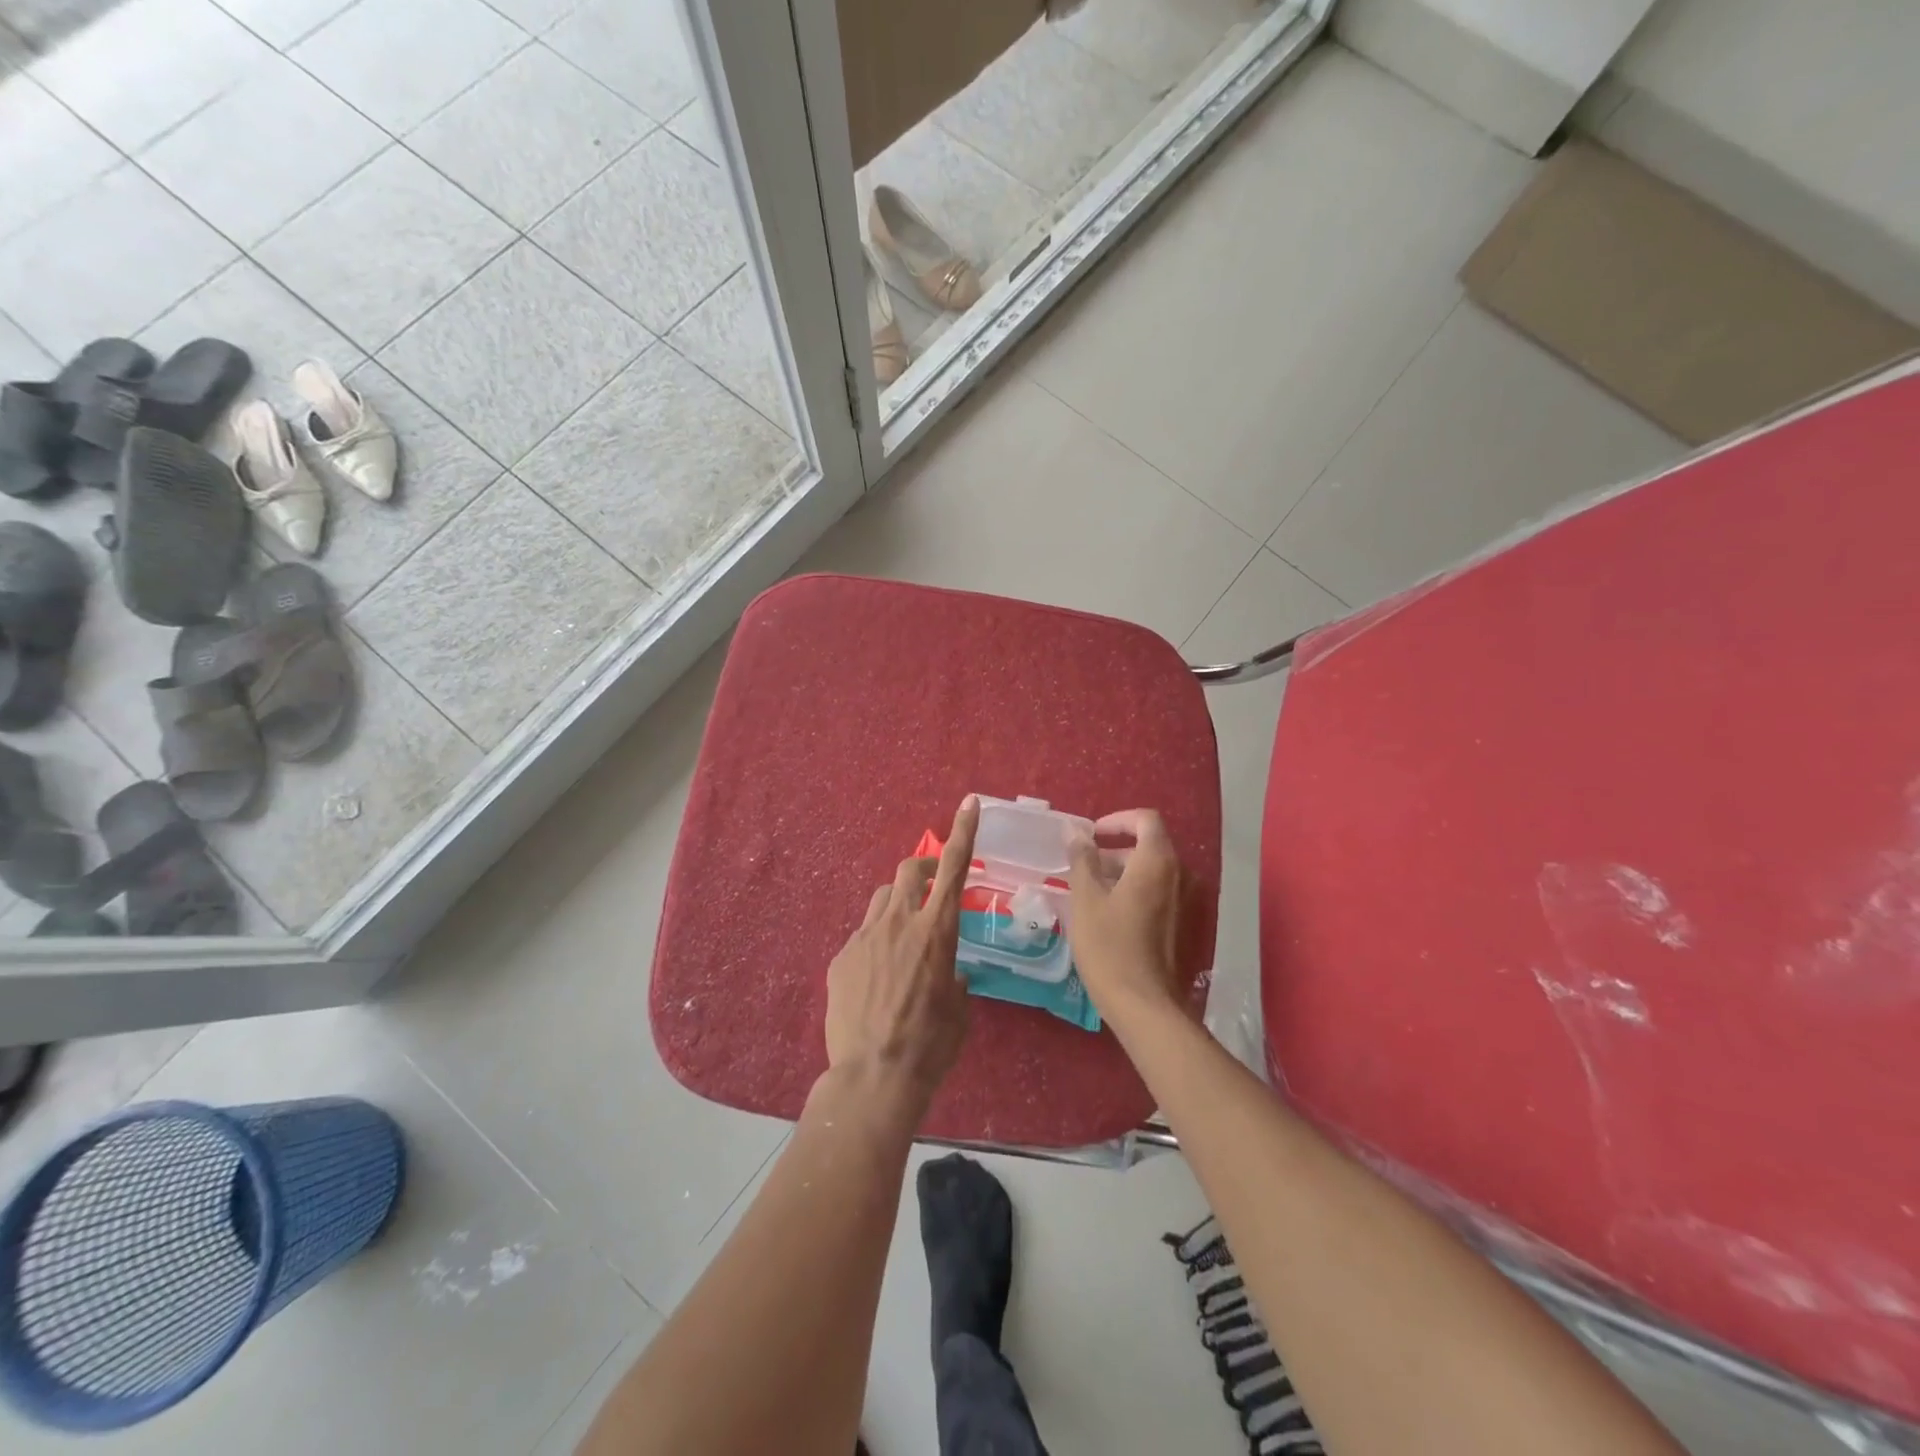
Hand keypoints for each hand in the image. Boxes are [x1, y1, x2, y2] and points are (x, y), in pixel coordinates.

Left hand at [824, 796, 980, 1109]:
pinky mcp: (841, 957)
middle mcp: (899, 923)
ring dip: (896, 905)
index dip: (964, 832)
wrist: (873, 1076)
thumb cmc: (930, 1045)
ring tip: (901, 937)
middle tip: (929, 885)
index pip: (953, 869)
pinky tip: (875, 980)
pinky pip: (862, 936)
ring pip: (881, 899)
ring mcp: (865, 937)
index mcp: (937, 931)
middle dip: (922, 869)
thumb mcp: (959, 1009)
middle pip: (908, 871)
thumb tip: (949, 973)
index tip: (969, 804)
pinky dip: (875, 944)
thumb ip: (956, 979)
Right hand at [1068, 809, 1183, 1020]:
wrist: (1145, 1005)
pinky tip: (1111, 916)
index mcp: (1157, 861)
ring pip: (1154, 872)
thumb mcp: (1086, 899)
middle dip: (1115, 851)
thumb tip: (1076, 832)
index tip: (1091, 836)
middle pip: (1149, 846)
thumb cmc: (1109, 946)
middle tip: (1083, 870)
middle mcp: (1180, 875)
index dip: (1117, 820)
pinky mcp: (1186, 925)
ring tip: (1091, 894)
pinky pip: (1160, 894)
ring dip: (1123, 873)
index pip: (1145, 820)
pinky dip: (1136, 893)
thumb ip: (1082, 859)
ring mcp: (1188, 902)